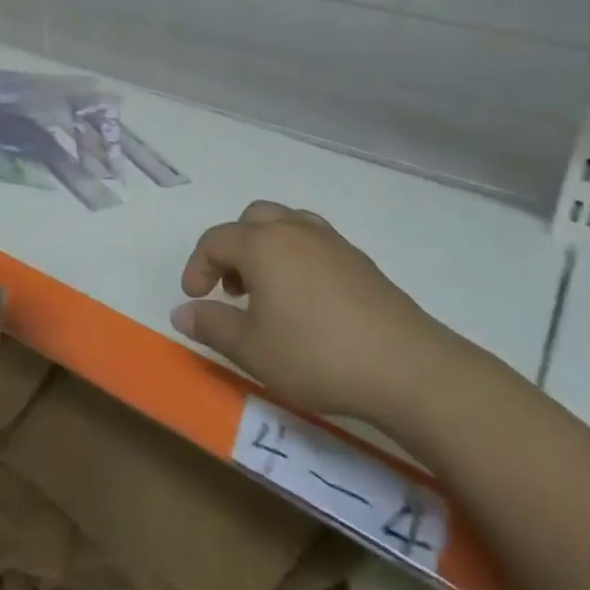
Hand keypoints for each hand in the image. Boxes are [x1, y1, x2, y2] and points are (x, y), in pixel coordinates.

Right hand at [171, 200, 457, 423]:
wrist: (408, 369)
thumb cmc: (316, 355)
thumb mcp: (252, 349)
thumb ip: (211, 326)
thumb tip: (181, 313)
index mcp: (262, 244)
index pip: (215, 241)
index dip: (197, 267)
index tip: (194, 298)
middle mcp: (294, 230)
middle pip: (252, 220)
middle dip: (232, 249)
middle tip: (231, 289)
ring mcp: (332, 242)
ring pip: (286, 224)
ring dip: (266, 248)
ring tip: (267, 290)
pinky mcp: (360, 261)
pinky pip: (314, 242)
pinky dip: (296, 257)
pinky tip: (305, 299)